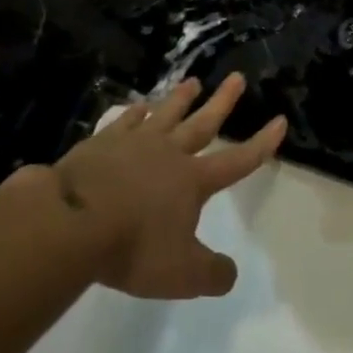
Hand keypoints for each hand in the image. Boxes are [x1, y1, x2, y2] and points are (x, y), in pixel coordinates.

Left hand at [51, 74, 286, 298]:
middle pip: (203, 123)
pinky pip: (125, 121)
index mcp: (193, 181)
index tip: (280, 120)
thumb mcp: (181, 275)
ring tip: (193, 81)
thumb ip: (211, 274)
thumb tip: (230, 272)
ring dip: (181, 98)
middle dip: (223, 102)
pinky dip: (135, 112)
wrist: (73, 222)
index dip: (262, 143)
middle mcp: (169, 153)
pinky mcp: (102, 142)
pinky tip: (139, 106)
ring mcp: (134, 143)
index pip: (238, 160)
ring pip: (165, 113)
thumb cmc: (133, 247)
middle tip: (238, 77)